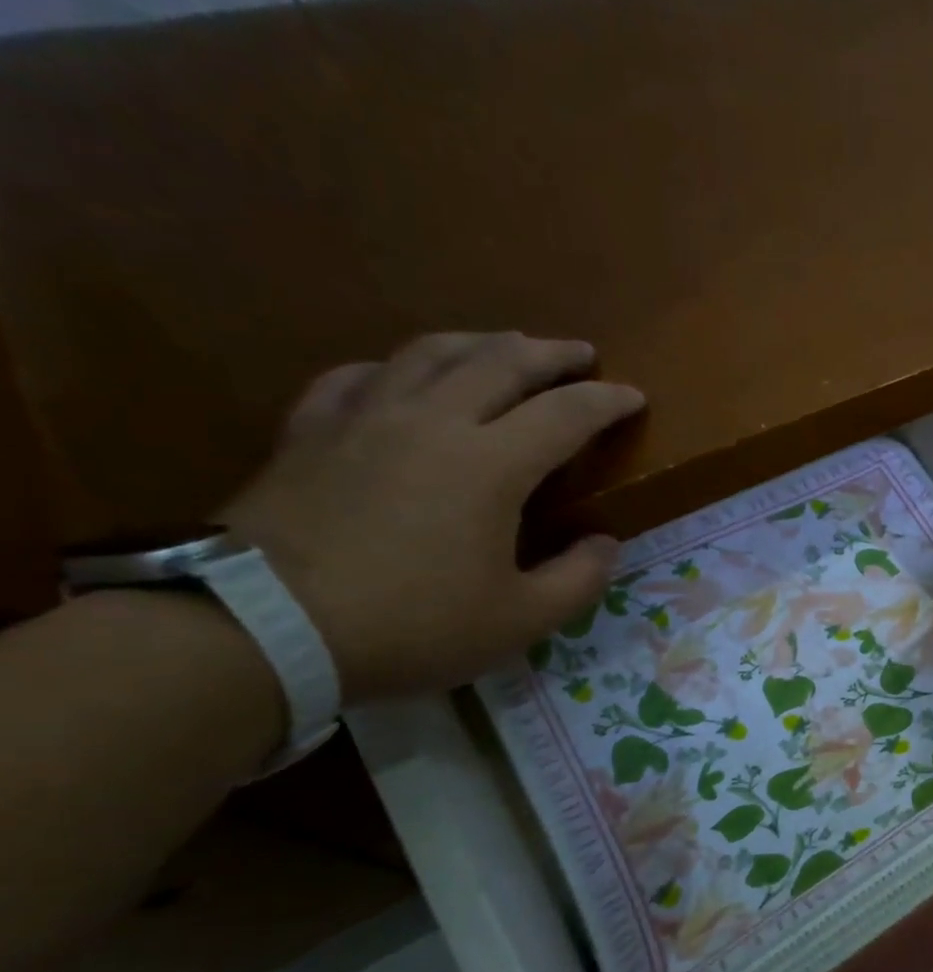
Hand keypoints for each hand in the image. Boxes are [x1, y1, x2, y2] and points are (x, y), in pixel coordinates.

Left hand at [223, 332, 645, 702]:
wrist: (260, 628)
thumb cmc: (410, 625)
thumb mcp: (520, 620)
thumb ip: (579, 579)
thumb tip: (604, 543)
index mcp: (491, 464)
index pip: (565, 413)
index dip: (606, 401)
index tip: (634, 397)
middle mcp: (432, 422)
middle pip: (500, 362)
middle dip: (550, 354)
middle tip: (581, 353)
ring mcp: (364, 419)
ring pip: (430, 353)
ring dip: (480, 343)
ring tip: (505, 345)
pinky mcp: (310, 432)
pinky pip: (358, 378)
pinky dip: (394, 368)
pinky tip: (401, 375)